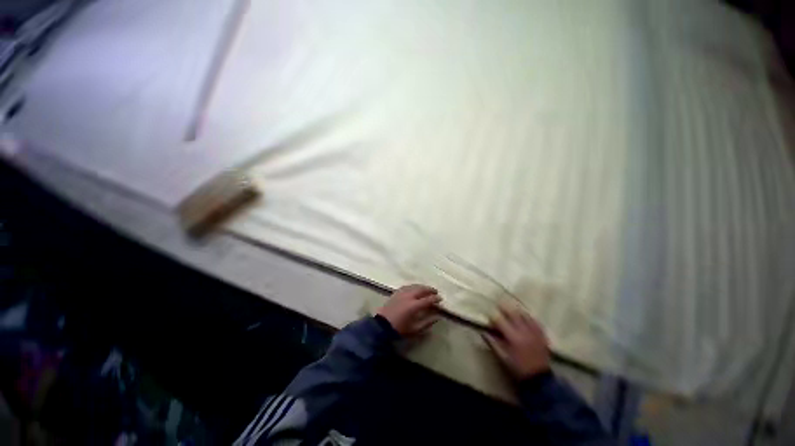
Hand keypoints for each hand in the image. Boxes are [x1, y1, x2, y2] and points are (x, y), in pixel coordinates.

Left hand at [377, 284, 441, 336]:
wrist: (382, 325)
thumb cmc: (400, 329)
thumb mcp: (415, 329)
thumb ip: (427, 322)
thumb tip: (437, 317)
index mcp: (414, 306)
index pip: (428, 299)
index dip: (435, 298)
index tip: (440, 298)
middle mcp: (409, 296)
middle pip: (421, 289)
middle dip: (429, 290)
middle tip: (435, 291)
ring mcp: (402, 293)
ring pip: (414, 286)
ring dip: (422, 287)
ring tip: (427, 289)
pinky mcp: (396, 292)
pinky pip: (407, 286)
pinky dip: (413, 286)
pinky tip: (415, 288)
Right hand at [484, 304, 550, 379]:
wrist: (540, 379)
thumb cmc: (518, 368)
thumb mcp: (503, 358)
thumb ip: (493, 343)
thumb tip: (483, 332)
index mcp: (512, 337)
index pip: (500, 321)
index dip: (493, 317)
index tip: (489, 317)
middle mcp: (523, 331)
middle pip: (512, 313)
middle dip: (504, 308)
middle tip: (499, 304)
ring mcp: (534, 332)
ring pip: (524, 315)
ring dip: (516, 310)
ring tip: (511, 308)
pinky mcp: (542, 335)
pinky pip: (535, 321)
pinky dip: (529, 317)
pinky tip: (526, 315)